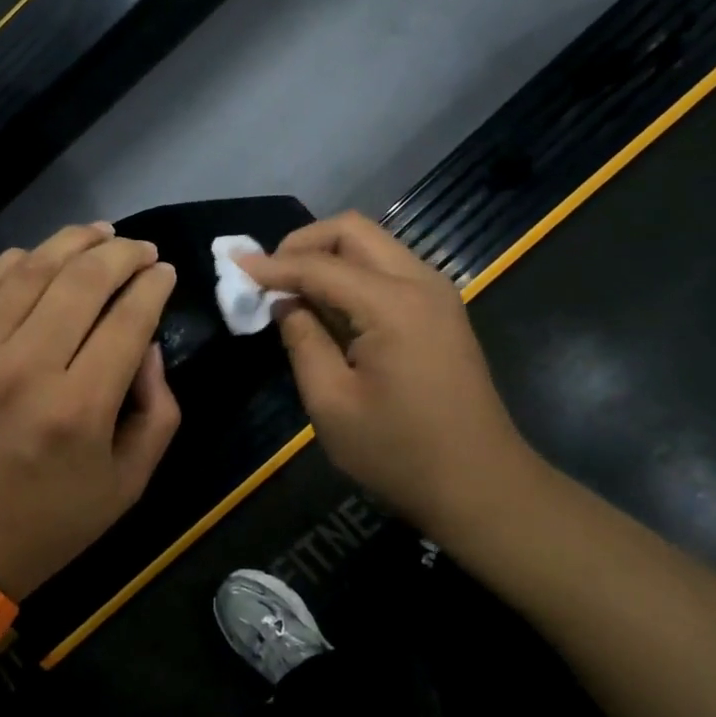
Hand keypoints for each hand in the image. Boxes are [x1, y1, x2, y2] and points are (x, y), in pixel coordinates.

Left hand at [0, 223, 180, 599]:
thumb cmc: (42, 527)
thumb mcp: (125, 488)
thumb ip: (157, 414)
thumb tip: (148, 348)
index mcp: (78, 408)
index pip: (128, 319)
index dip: (154, 286)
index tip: (166, 272)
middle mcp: (26, 367)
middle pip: (83, 280)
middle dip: (122, 253)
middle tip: (141, 249)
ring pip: (31, 270)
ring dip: (71, 242)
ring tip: (100, 233)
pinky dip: (15, 260)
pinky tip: (38, 256)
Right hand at [240, 212, 538, 534]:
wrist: (481, 486)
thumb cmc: (399, 452)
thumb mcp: (332, 402)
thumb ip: (302, 340)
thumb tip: (285, 303)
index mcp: (393, 304)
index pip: (319, 265)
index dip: (272, 265)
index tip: (234, 265)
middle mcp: (420, 282)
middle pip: (352, 231)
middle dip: (303, 243)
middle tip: (269, 274)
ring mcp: (436, 293)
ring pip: (372, 244)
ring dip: (327, 255)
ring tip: (291, 289)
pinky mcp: (440, 310)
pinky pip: (387, 269)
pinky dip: (351, 272)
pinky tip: (327, 304)